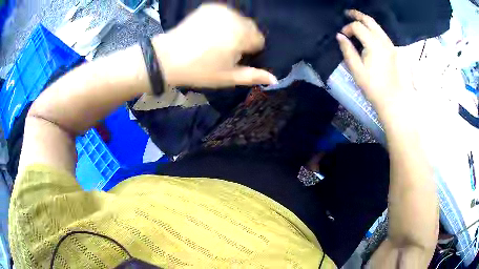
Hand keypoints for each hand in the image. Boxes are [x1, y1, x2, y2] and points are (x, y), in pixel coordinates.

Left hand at [152, 4, 277, 87]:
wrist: (168, 58)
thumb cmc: (200, 70)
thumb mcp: (228, 77)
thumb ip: (253, 76)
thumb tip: (275, 79)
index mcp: (241, 36)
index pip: (259, 40)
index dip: (249, 50)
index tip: (236, 57)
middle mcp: (234, 19)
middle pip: (250, 28)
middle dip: (243, 38)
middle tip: (225, 50)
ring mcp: (221, 10)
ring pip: (239, 19)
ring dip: (234, 28)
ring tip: (216, 40)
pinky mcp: (209, 7)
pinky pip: (226, 13)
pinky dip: (223, 21)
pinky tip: (210, 30)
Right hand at [336, 10, 413, 114]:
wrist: (394, 101)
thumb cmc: (374, 88)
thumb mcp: (357, 70)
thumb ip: (347, 50)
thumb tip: (340, 36)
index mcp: (373, 44)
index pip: (357, 27)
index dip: (347, 28)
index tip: (343, 36)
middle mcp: (383, 40)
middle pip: (369, 21)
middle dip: (357, 15)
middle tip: (348, 13)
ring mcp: (391, 45)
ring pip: (378, 26)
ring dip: (367, 21)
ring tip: (358, 21)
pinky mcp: (395, 51)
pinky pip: (383, 34)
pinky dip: (374, 30)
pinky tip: (370, 34)